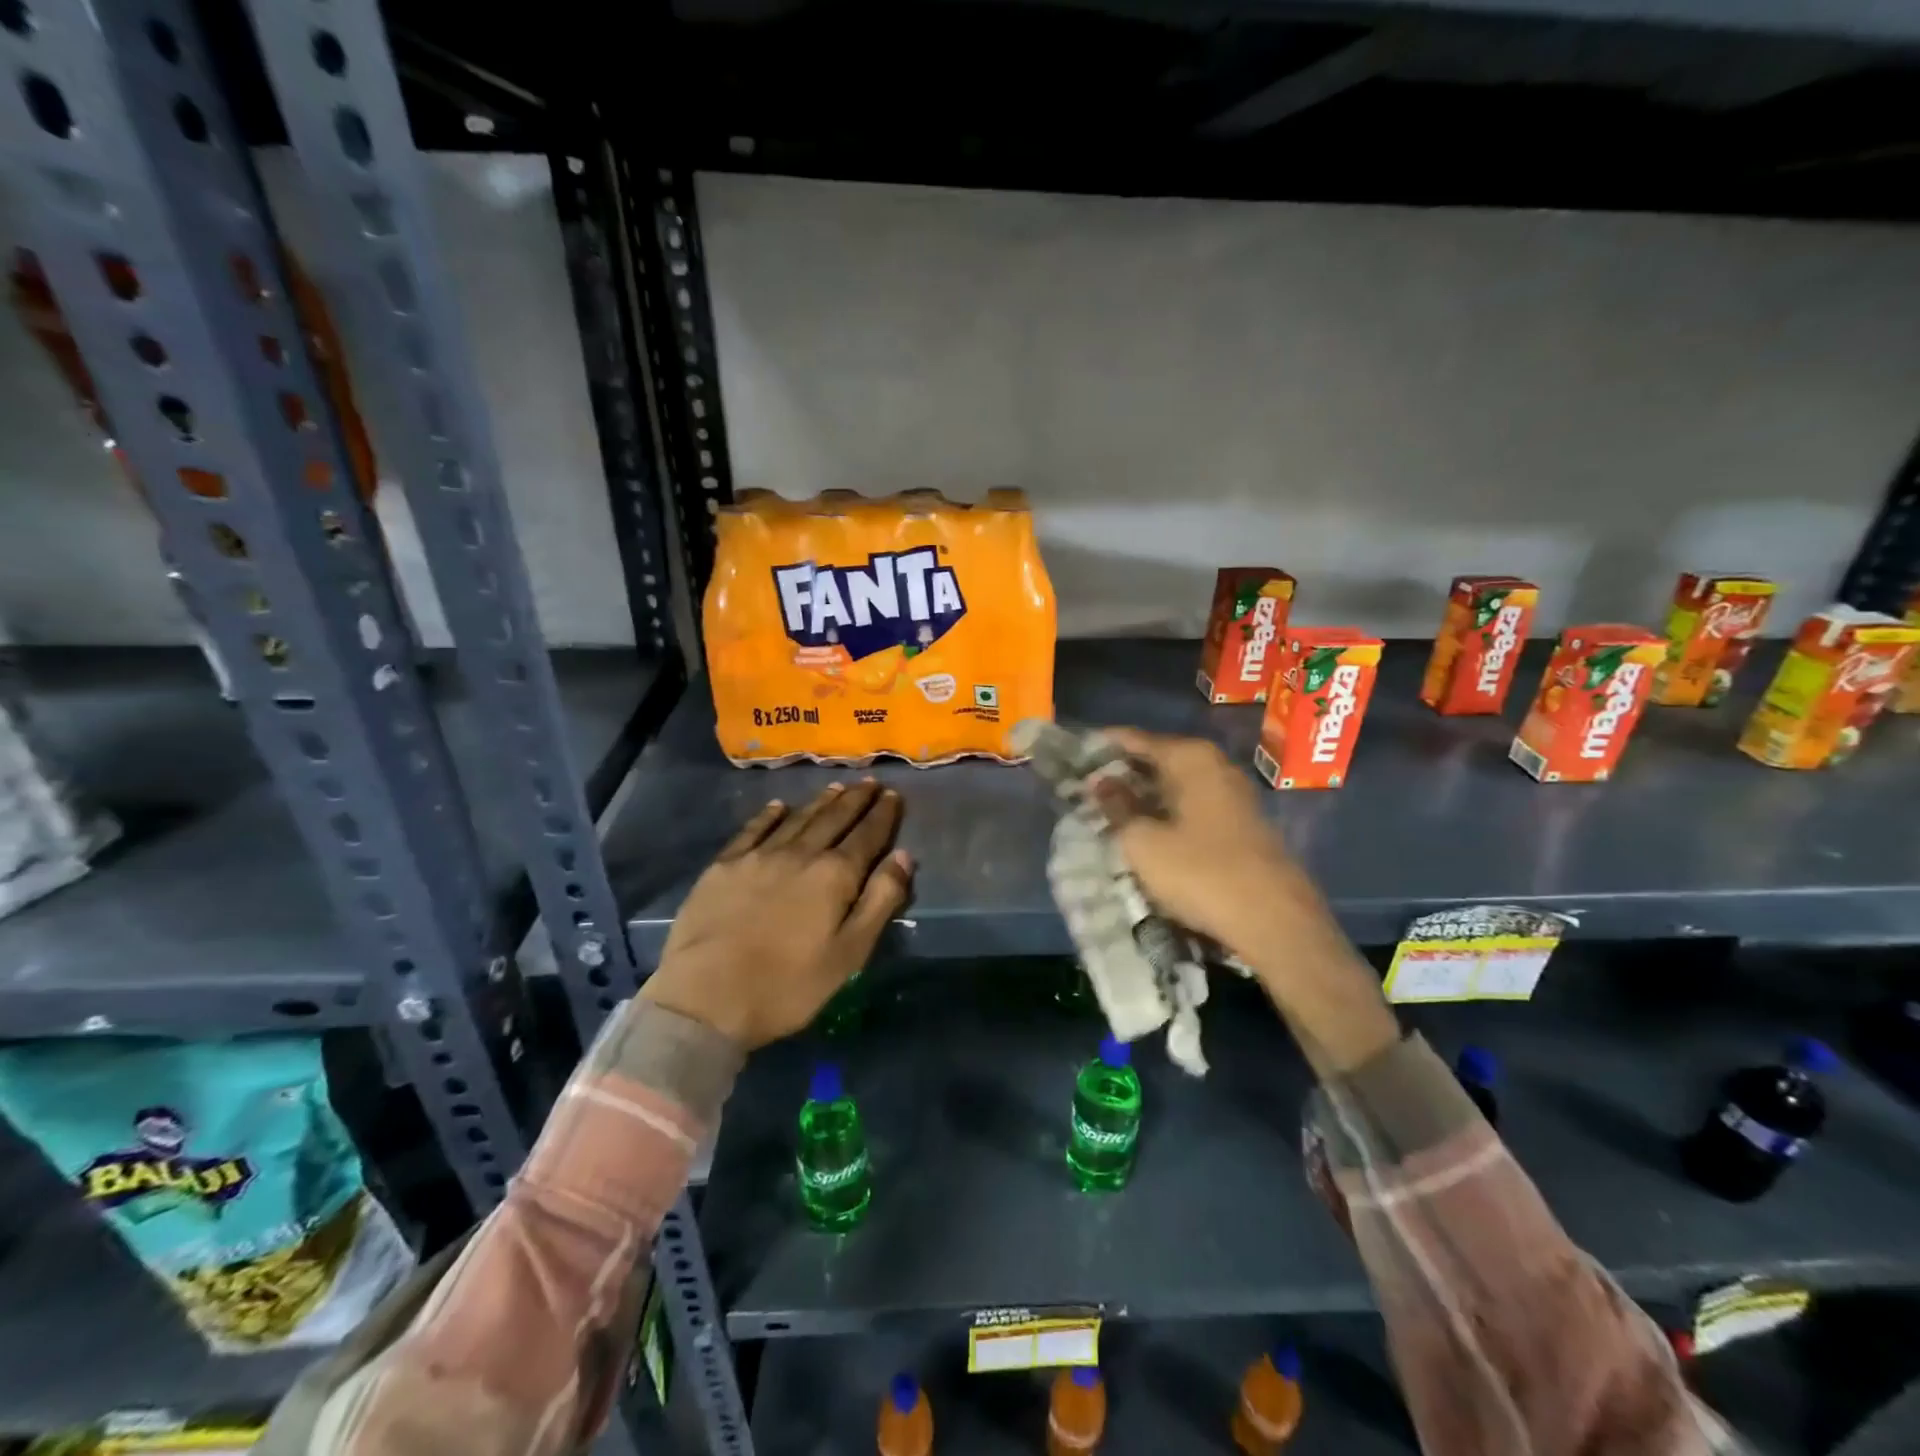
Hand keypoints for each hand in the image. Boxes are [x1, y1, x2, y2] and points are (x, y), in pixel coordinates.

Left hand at [643, 781, 912, 1048]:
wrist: (706, 998)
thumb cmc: (788, 985)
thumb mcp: (850, 953)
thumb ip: (880, 901)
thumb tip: (904, 856)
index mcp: (834, 876)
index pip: (867, 836)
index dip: (882, 815)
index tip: (892, 795)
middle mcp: (800, 854)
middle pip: (833, 819)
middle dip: (855, 799)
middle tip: (869, 782)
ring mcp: (758, 856)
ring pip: (797, 818)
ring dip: (820, 801)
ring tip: (836, 787)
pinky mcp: (724, 866)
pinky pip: (753, 829)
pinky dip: (769, 815)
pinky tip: (779, 806)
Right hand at [1092, 728, 1307, 961]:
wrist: (1275, 921)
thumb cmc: (1200, 873)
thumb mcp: (1143, 842)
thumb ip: (1117, 807)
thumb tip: (1101, 782)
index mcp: (1190, 757)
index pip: (1134, 739)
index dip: (1100, 746)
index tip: (1071, 758)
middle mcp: (1215, 765)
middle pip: (1156, 759)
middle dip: (1120, 773)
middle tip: (1083, 790)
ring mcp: (1232, 794)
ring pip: (1174, 785)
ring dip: (1142, 796)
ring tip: (1106, 813)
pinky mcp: (1240, 823)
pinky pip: (1191, 806)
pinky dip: (1165, 812)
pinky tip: (1145, 831)